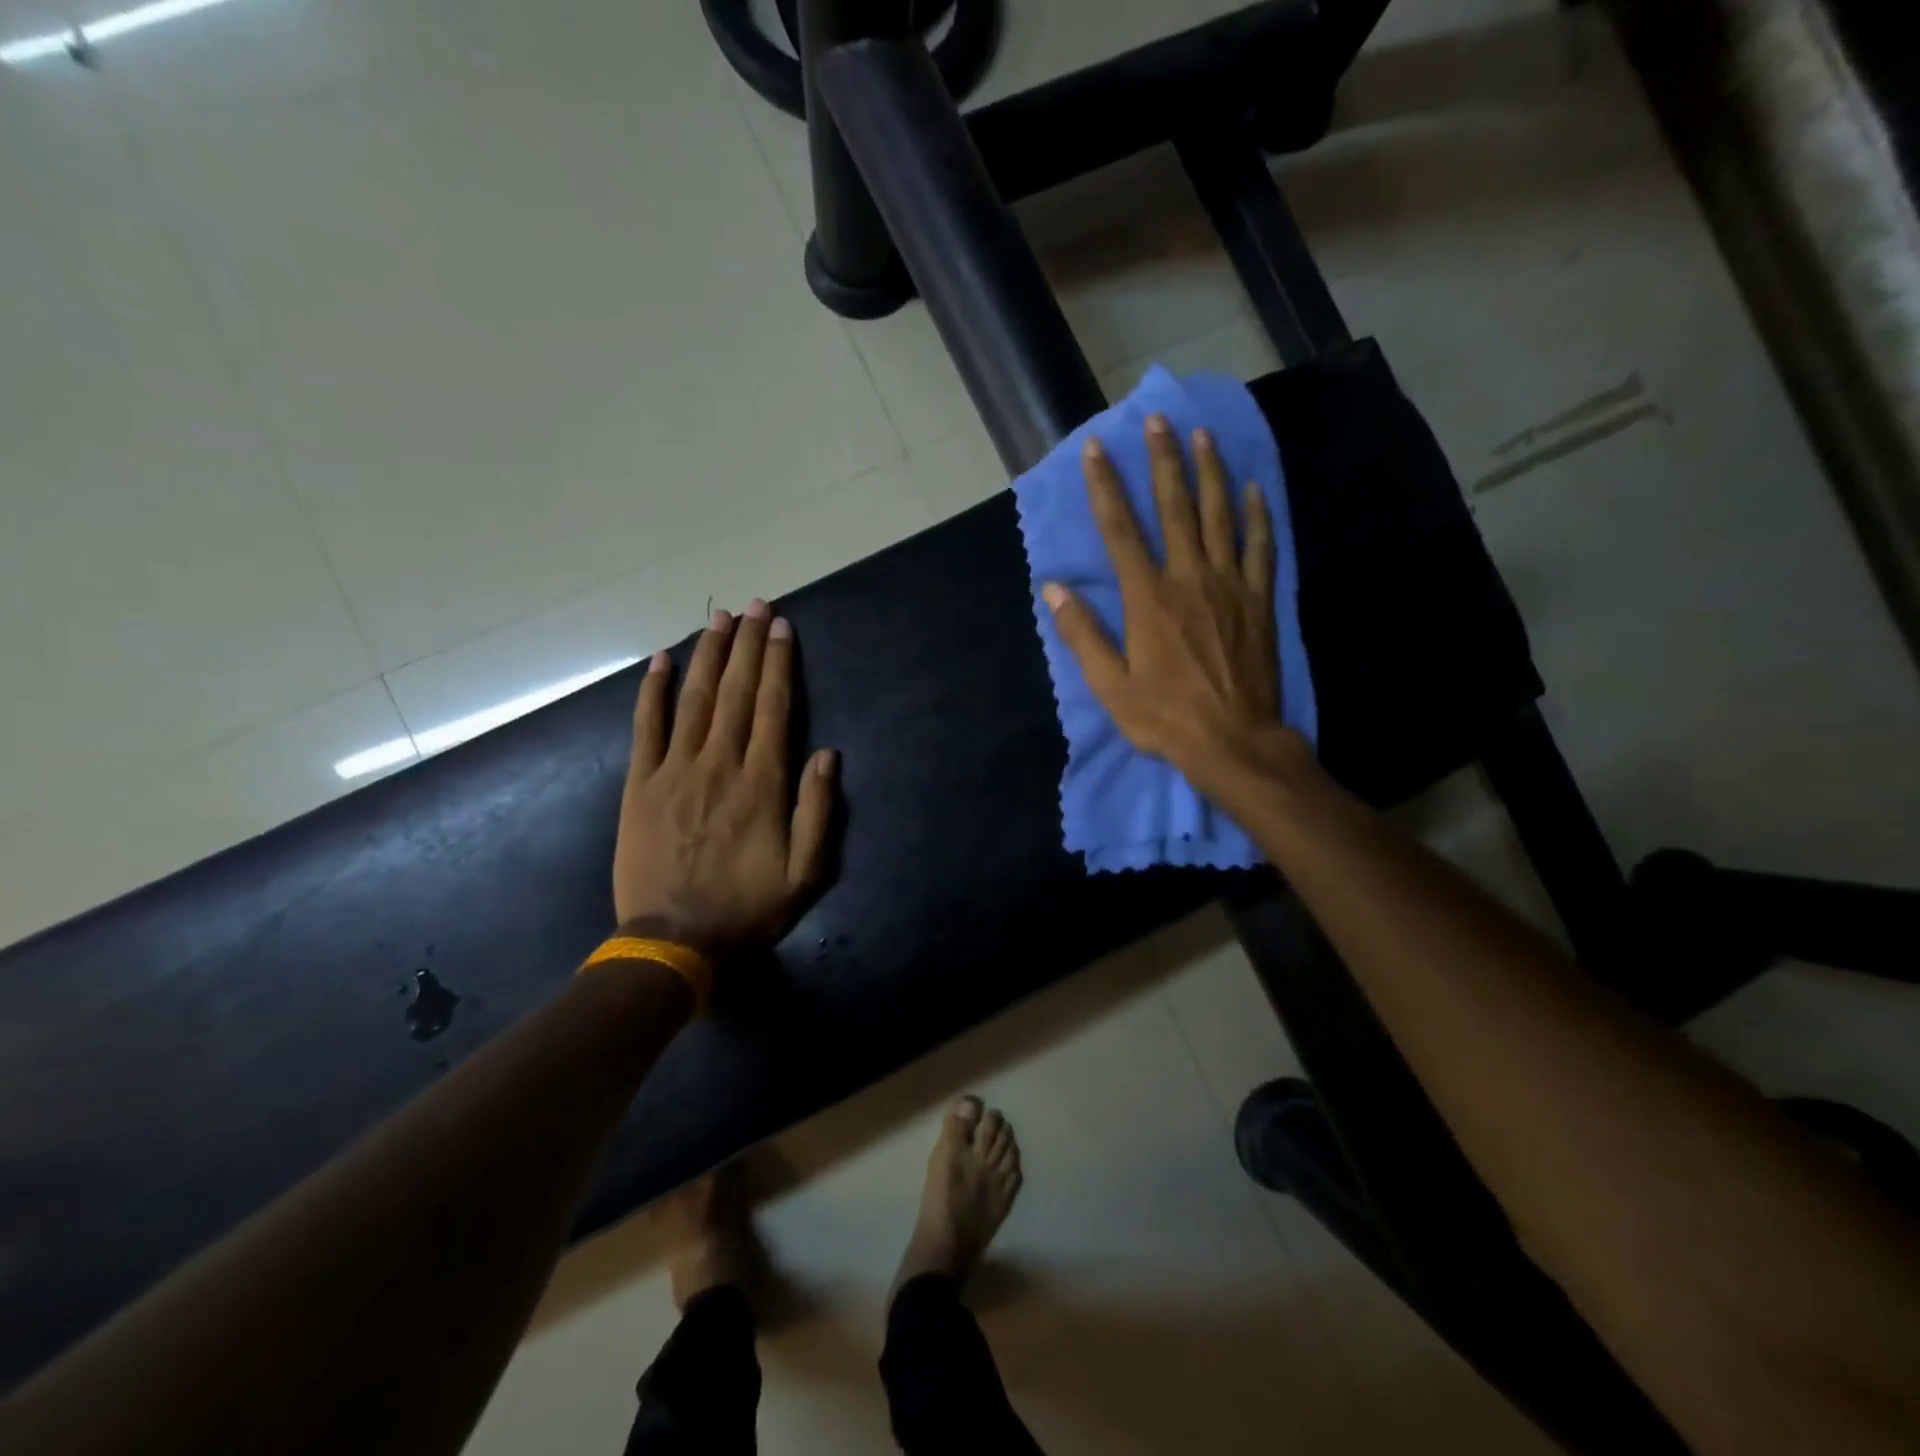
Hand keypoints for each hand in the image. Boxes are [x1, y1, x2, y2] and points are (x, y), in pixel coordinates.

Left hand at [613, 600, 837, 957]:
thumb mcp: (806, 872)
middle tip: (754, 605)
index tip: (781, 627)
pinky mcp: (639, 784)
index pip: (773, 707)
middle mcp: (720, 764)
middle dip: (747, 645)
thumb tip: (827, 753)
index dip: (778, 663)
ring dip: (708, 655)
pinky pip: (646, 727)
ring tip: (719, 618)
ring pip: (694, 699)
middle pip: (735, 692)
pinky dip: (652, 691)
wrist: (674, 941)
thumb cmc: (748, 908)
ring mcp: (674, 770)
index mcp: (763, 783)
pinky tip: (660, 659)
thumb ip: (818, 810)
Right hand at [1042, 414, 1296, 795]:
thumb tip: (1052, 589)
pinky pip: (1261, 546)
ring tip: (1202, 436)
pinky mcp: (1259, 600)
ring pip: (1220, 515)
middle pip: (1175, 507)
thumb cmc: (1165, 717)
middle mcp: (1189, 578)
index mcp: (1148, 598)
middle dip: (1163, 460)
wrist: (1234, 741)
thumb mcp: (1110, 686)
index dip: (1105, 486)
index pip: (1120, 530)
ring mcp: (1230, 585)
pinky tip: (1255, 489)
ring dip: (1210, 472)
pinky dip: (1258, 514)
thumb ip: (1082, 634)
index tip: (1096, 448)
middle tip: (1158, 420)